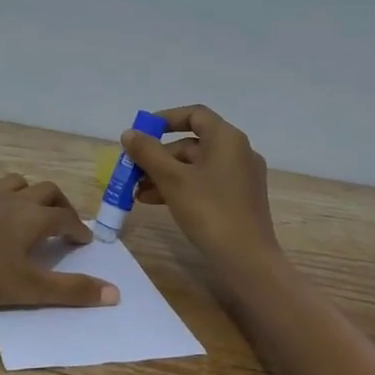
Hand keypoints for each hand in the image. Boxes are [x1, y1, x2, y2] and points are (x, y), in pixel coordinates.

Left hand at [0, 172, 120, 307]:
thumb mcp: (30, 289)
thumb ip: (72, 291)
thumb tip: (115, 293)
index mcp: (33, 219)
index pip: (65, 219)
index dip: (78, 229)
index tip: (85, 241)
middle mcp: (12, 200)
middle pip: (45, 190)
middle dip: (59, 203)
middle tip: (63, 219)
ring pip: (11, 181)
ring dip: (24, 189)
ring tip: (26, 204)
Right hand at [123, 105, 279, 270]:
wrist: (246, 259)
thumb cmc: (209, 211)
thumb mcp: (172, 180)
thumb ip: (148, 153)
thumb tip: (129, 133)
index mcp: (227, 138)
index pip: (194, 115)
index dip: (165, 120)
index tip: (141, 134)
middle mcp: (238, 151)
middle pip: (192, 144)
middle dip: (158, 157)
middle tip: (132, 172)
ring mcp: (240, 176)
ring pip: (196, 166)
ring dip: (165, 175)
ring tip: (138, 193)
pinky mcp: (239, 198)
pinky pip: (205, 183)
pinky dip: (181, 188)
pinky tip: (157, 202)